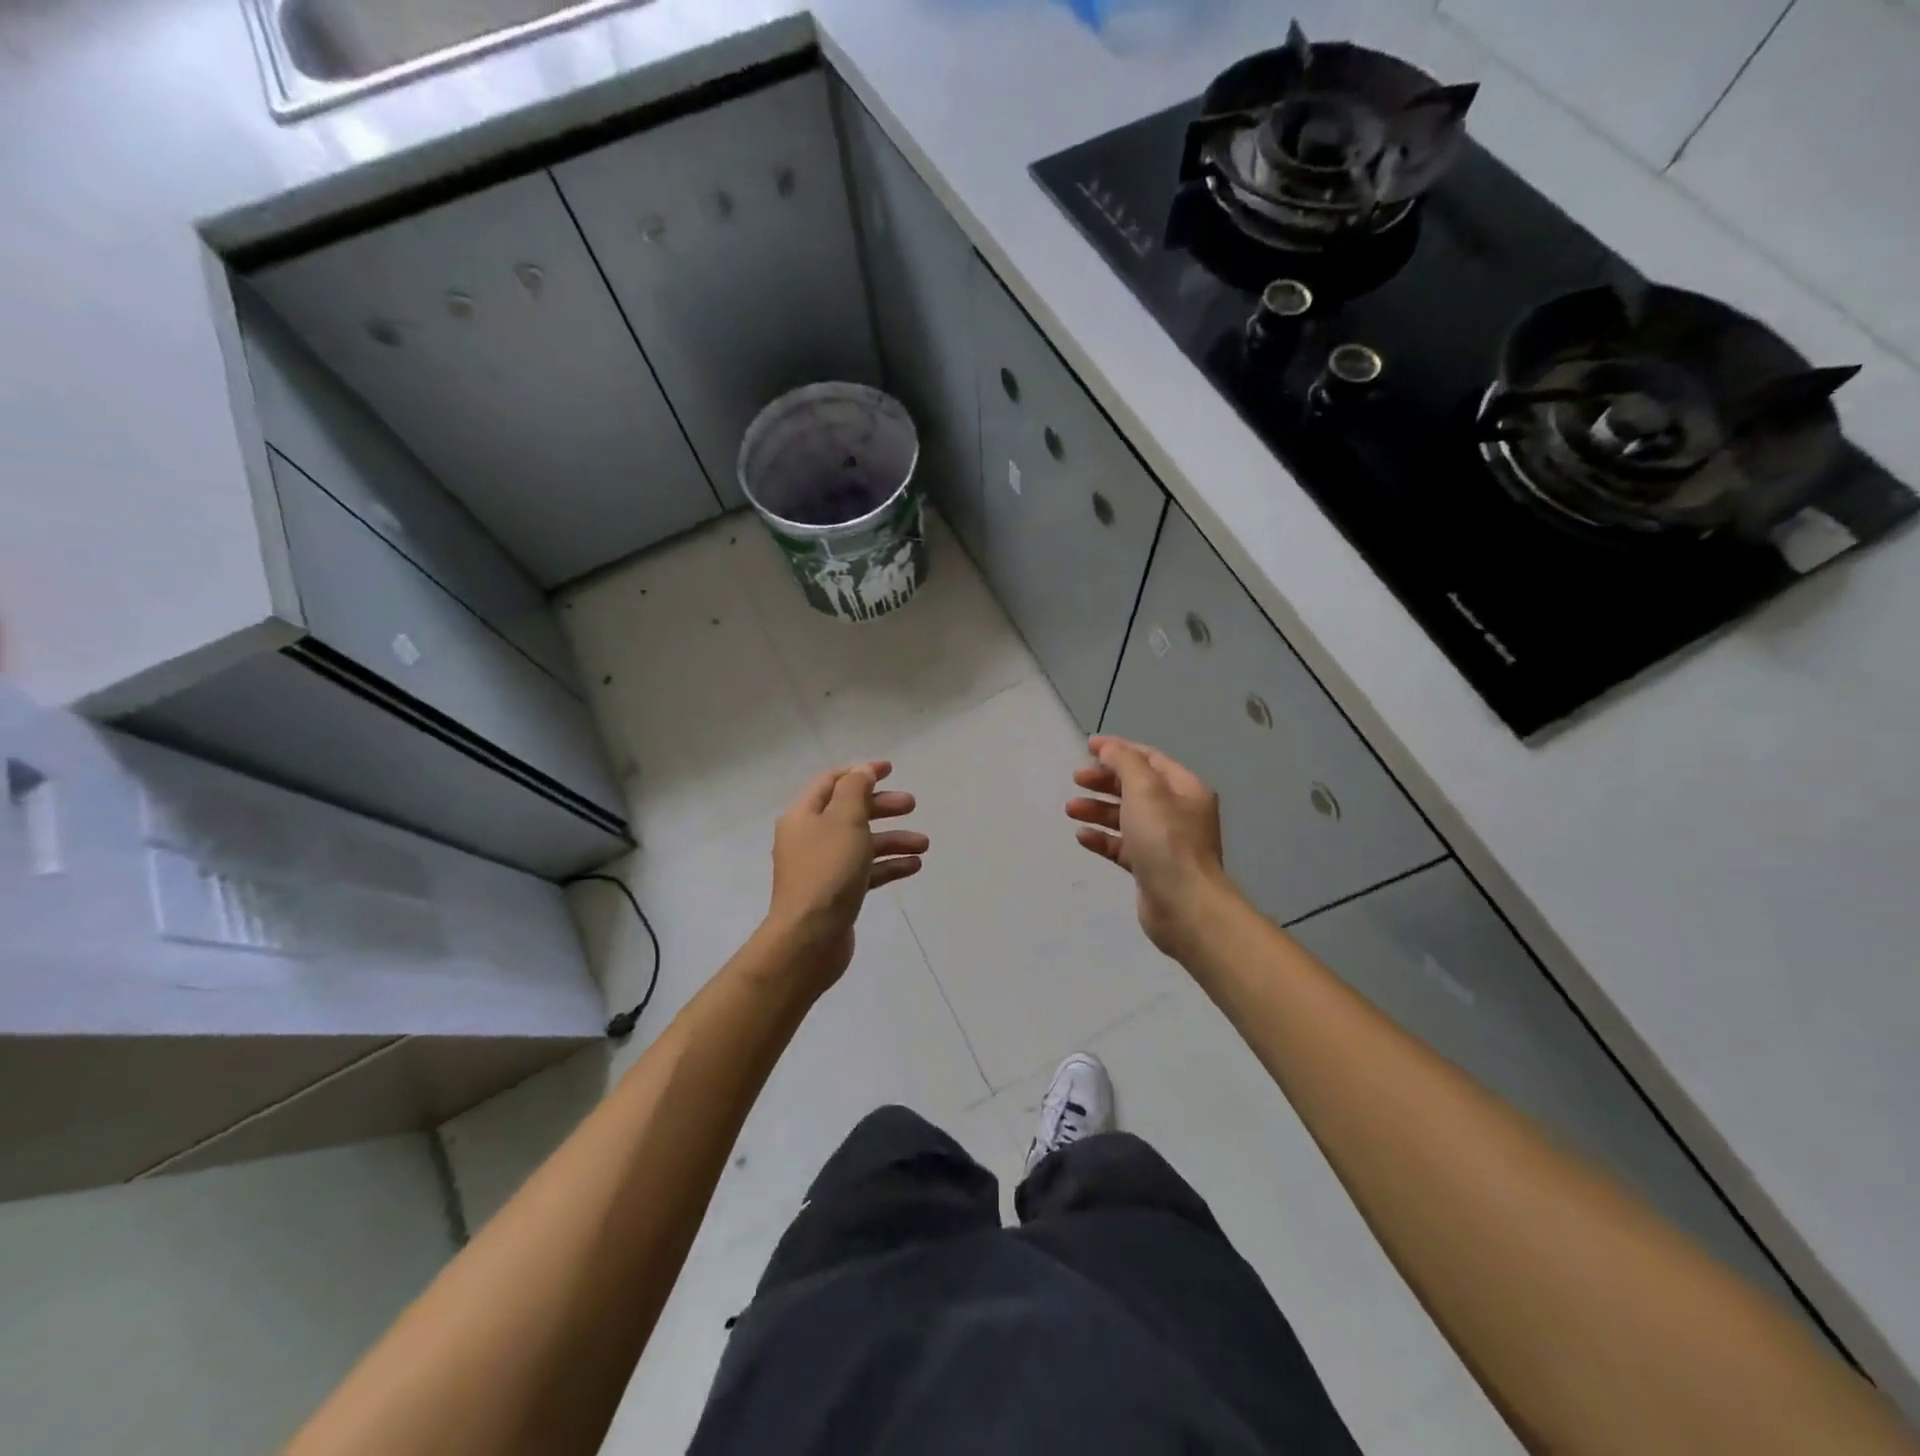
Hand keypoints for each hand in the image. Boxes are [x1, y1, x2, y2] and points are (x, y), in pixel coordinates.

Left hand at [764, 761, 927, 989]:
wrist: (810, 938)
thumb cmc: (827, 871)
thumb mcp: (845, 820)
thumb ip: (855, 790)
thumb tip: (862, 771)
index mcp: (804, 815)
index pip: (832, 782)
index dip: (861, 772)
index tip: (891, 769)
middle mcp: (809, 838)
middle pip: (849, 812)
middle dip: (882, 806)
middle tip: (912, 805)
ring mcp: (822, 868)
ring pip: (861, 843)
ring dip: (892, 839)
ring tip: (923, 844)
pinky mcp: (836, 893)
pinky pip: (865, 871)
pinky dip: (888, 866)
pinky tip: (914, 866)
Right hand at [1067, 735, 1231, 958]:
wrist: (1184, 905)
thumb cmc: (1165, 840)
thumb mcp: (1144, 790)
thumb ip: (1125, 763)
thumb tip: (1109, 748)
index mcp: (1185, 788)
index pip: (1149, 758)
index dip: (1118, 749)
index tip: (1087, 747)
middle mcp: (1178, 812)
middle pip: (1136, 787)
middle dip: (1105, 781)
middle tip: (1076, 779)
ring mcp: (1164, 842)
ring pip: (1126, 817)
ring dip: (1098, 810)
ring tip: (1071, 809)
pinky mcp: (1150, 868)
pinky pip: (1122, 846)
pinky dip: (1103, 838)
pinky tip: (1082, 836)